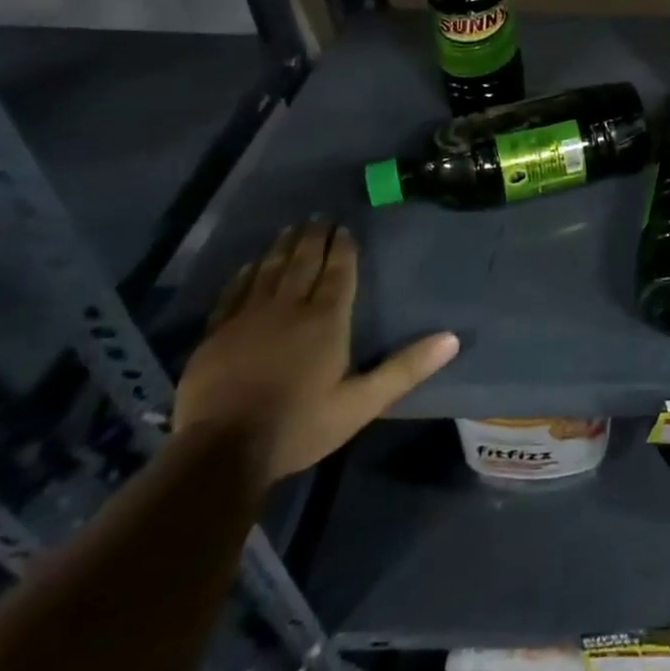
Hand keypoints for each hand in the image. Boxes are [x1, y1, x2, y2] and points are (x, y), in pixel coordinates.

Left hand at [175, 220, 458, 483]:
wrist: (219, 453)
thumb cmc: (299, 426)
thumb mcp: (361, 404)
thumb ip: (405, 369)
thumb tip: (452, 338)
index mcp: (325, 320)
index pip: (338, 273)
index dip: (342, 248)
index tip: (344, 227)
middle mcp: (288, 308)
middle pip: (303, 263)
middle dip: (314, 238)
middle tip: (319, 217)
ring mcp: (247, 319)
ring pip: (269, 271)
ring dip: (282, 248)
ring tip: (291, 229)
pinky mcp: (216, 335)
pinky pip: (233, 293)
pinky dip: (244, 275)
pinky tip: (249, 265)